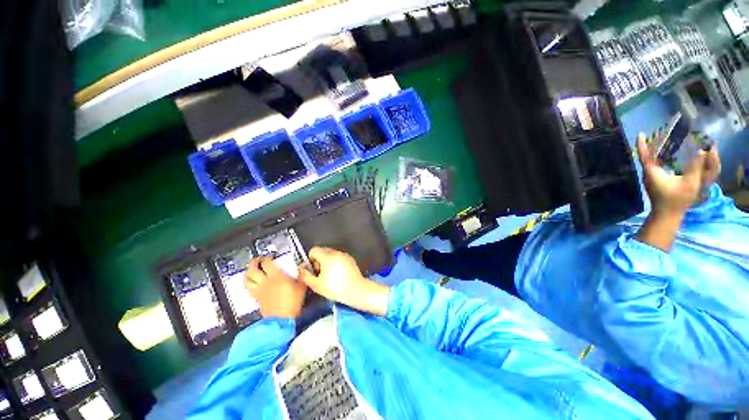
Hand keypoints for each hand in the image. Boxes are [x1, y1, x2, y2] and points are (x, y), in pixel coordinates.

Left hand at [244, 257, 306, 318]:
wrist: (281, 320)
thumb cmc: (292, 303)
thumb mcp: (301, 287)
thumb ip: (301, 276)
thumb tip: (303, 266)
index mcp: (276, 277)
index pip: (267, 263)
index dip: (267, 258)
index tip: (270, 256)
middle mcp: (265, 282)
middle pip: (253, 269)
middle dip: (254, 262)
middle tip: (258, 260)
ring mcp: (258, 290)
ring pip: (247, 279)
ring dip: (248, 272)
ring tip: (252, 270)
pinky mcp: (256, 298)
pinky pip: (248, 288)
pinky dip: (249, 282)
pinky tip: (253, 282)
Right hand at [298, 247, 389, 315]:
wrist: (356, 290)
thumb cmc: (335, 288)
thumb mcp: (316, 285)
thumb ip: (305, 275)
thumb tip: (300, 269)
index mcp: (327, 256)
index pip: (314, 250)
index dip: (311, 259)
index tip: (314, 270)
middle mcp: (336, 252)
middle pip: (323, 251)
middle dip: (319, 260)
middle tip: (321, 274)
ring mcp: (344, 255)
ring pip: (331, 254)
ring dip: (327, 261)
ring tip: (330, 275)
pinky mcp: (350, 259)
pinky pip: (339, 257)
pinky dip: (336, 262)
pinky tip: (338, 275)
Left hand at [636, 133, 714, 216]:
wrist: (666, 215)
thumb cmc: (676, 200)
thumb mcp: (690, 183)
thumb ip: (696, 167)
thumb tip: (702, 150)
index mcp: (652, 172)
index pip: (645, 155)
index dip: (642, 144)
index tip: (640, 134)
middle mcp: (648, 174)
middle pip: (647, 156)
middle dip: (651, 144)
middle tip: (657, 133)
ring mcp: (650, 178)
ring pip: (650, 161)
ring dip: (655, 151)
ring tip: (662, 140)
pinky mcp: (655, 181)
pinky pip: (655, 166)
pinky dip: (659, 158)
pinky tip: (666, 155)